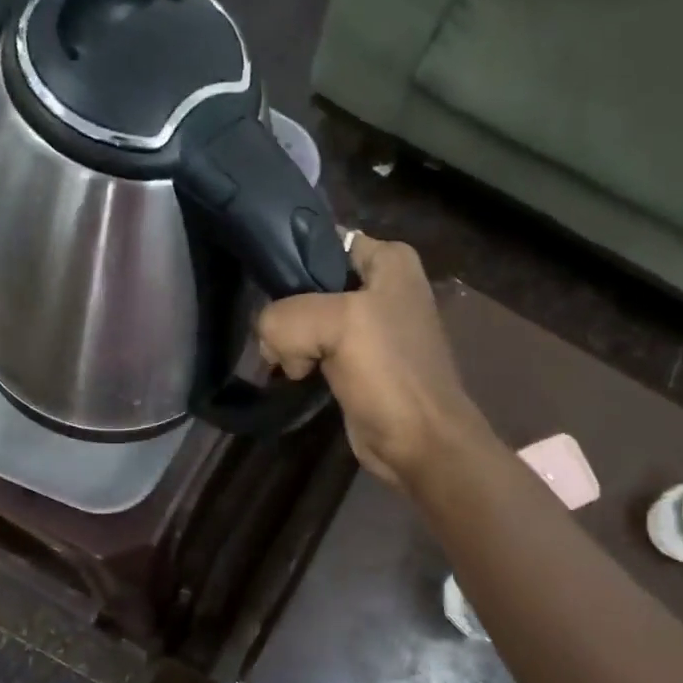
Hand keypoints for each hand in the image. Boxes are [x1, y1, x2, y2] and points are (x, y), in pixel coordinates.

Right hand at [257, 233, 489, 490]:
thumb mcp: (335, 324)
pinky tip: (296, 375)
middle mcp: (381, 286)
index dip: (290, 258)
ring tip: (290, 363)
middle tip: (275, 335)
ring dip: (290, 340)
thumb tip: (270, 343)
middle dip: (286, 308)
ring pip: (307, 318)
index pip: (323, 240)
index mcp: (389, 260)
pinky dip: (300, 360)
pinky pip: (313, 347)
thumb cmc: (388, 373)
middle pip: (310, 282)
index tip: (262, 284)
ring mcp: (369, 327)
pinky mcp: (357, 362)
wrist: (420, 443)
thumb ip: (286, 316)